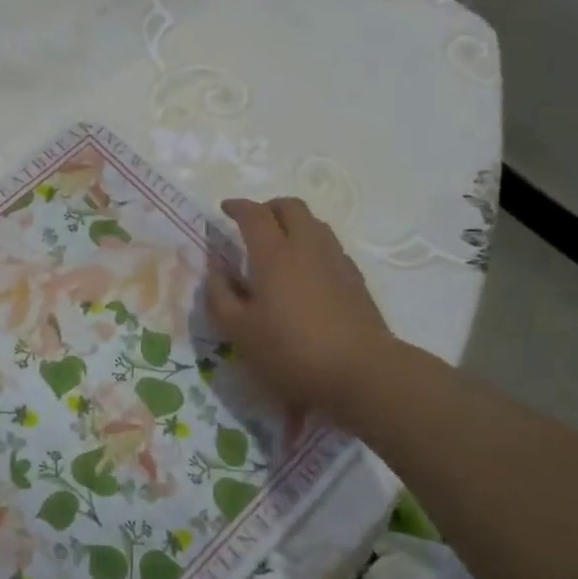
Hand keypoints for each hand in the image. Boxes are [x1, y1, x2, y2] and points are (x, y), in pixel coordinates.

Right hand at [204, 197, 395, 425]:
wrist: (362, 372)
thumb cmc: (291, 351)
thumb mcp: (239, 330)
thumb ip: (220, 295)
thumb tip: (215, 269)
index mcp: (274, 255)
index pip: (254, 214)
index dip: (237, 207)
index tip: (224, 209)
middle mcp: (307, 247)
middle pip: (291, 207)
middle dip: (268, 207)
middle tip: (253, 224)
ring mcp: (336, 261)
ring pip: (314, 224)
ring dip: (293, 224)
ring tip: (278, 246)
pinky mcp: (355, 280)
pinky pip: (330, 246)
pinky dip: (311, 246)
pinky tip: (305, 272)